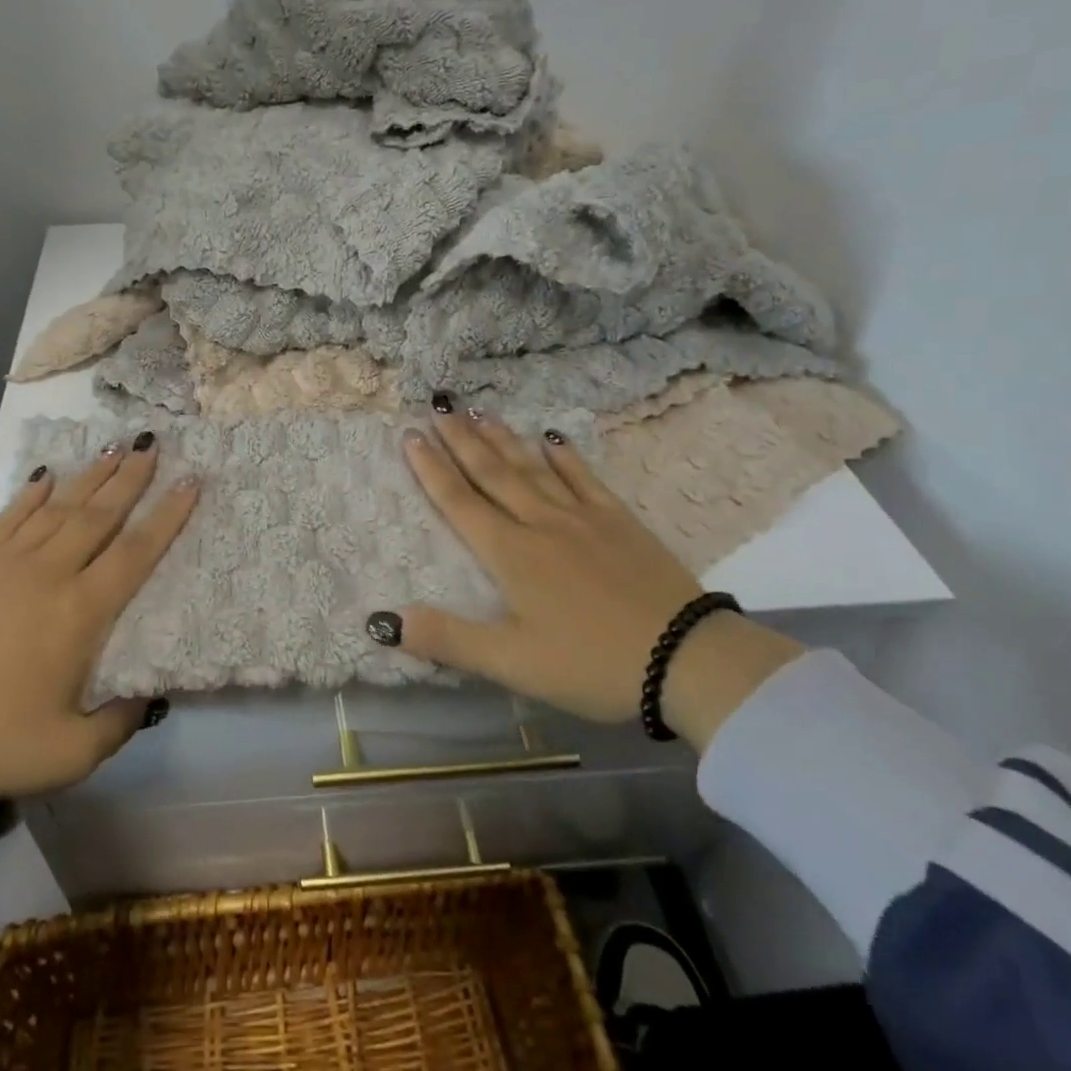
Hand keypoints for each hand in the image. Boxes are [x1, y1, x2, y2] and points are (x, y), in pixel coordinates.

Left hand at [0, 435, 197, 797]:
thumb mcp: (69, 753)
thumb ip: (118, 725)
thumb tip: (148, 699)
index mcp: (81, 613)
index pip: (135, 552)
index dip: (167, 516)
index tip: (190, 482)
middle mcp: (50, 574)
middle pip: (100, 515)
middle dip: (131, 478)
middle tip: (153, 444)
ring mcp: (7, 562)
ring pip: (59, 507)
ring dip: (91, 476)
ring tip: (115, 447)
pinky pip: (10, 516)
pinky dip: (32, 493)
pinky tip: (48, 476)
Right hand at [377, 409, 803, 750]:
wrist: (687, 659)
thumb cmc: (591, 664)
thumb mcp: (512, 663)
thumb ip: (447, 639)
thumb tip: (383, 621)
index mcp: (510, 554)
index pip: (459, 502)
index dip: (431, 468)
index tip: (410, 434)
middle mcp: (540, 523)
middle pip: (492, 473)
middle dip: (461, 440)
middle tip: (439, 406)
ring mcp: (583, 517)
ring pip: (532, 467)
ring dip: (503, 438)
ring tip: (479, 411)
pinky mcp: (619, 521)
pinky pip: (584, 477)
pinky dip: (565, 456)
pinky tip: (551, 438)